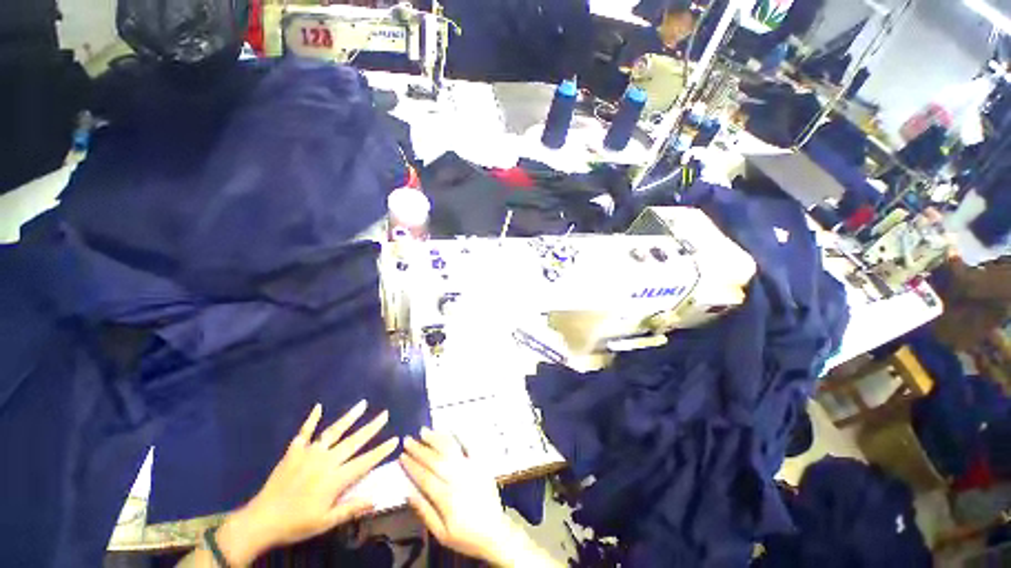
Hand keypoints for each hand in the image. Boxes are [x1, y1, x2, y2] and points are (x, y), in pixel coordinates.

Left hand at [217, 401, 398, 564]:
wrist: (260, 521)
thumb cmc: (296, 524)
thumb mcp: (326, 522)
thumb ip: (351, 508)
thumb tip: (376, 499)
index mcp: (335, 478)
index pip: (365, 461)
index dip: (381, 450)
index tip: (396, 439)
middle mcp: (326, 461)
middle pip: (353, 441)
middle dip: (372, 427)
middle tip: (385, 414)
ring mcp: (309, 453)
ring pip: (333, 431)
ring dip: (349, 417)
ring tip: (363, 404)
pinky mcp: (294, 452)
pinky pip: (304, 432)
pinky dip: (311, 419)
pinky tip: (318, 407)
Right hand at [399, 428, 514, 564]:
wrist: (495, 532)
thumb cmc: (466, 535)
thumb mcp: (441, 534)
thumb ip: (425, 512)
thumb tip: (409, 493)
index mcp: (447, 498)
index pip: (425, 477)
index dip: (412, 466)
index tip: (401, 456)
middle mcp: (458, 478)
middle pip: (436, 460)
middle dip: (420, 449)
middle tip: (408, 439)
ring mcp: (471, 468)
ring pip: (451, 449)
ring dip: (436, 439)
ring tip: (424, 431)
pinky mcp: (481, 463)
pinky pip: (470, 445)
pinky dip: (460, 436)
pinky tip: (450, 429)